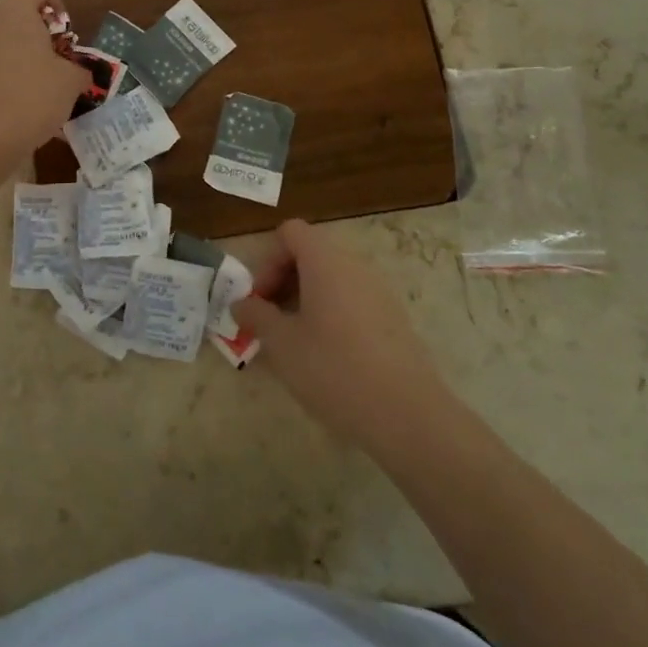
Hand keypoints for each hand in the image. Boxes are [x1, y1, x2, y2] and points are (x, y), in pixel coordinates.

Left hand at [0, 0, 86, 163]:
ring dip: (10, 57)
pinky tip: (3, 106)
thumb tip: (79, 73)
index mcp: (14, 12)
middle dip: (32, 35)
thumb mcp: (70, 84)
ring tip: (27, 89)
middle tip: (50, 64)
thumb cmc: (31, 99)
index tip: (64, 31)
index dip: (55, 4)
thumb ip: (79, 70)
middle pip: (11, 16)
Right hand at [233, 219, 453, 449]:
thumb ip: (256, 316)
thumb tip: (241, 304)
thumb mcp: (282, 344)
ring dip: (306, 299)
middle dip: (283, 281)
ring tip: (294, 341)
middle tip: (270, 321)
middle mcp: (354, 264)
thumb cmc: (334, 369)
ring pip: (332, 278)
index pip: (291, 232)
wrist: (407, 414)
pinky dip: (331, 313)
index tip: (260, 300)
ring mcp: (379, 290)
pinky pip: (352, 299)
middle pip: (311, 253)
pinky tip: (327, 356)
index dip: (267, 260)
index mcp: (326, 260)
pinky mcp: (393, 317)